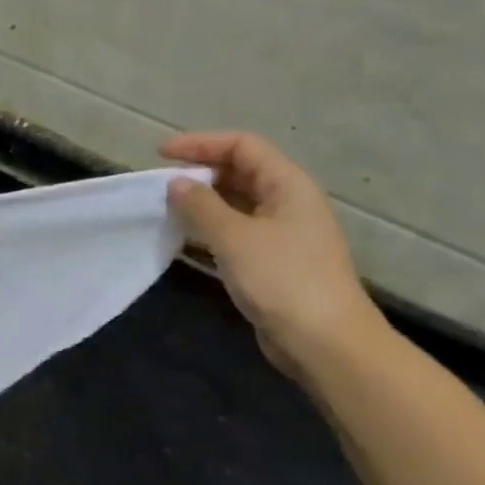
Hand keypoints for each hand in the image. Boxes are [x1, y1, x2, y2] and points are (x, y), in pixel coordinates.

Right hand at [160, 132, 384, 380]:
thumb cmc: (282, 280)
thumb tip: (175, 183)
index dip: (200, 144)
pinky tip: (184, 240)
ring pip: (237, 205)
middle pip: (240, 172)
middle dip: (200, 172)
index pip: (242, 146)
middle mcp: (287, 202)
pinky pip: (236, 233)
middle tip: (160, 184)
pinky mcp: (272, 262)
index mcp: (288, 184)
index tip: (160, 154)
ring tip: (165, 209)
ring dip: (202, 203)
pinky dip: (210, 230)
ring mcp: (282, 234)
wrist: (324, 341)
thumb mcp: (235, 237)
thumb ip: (201, 206)